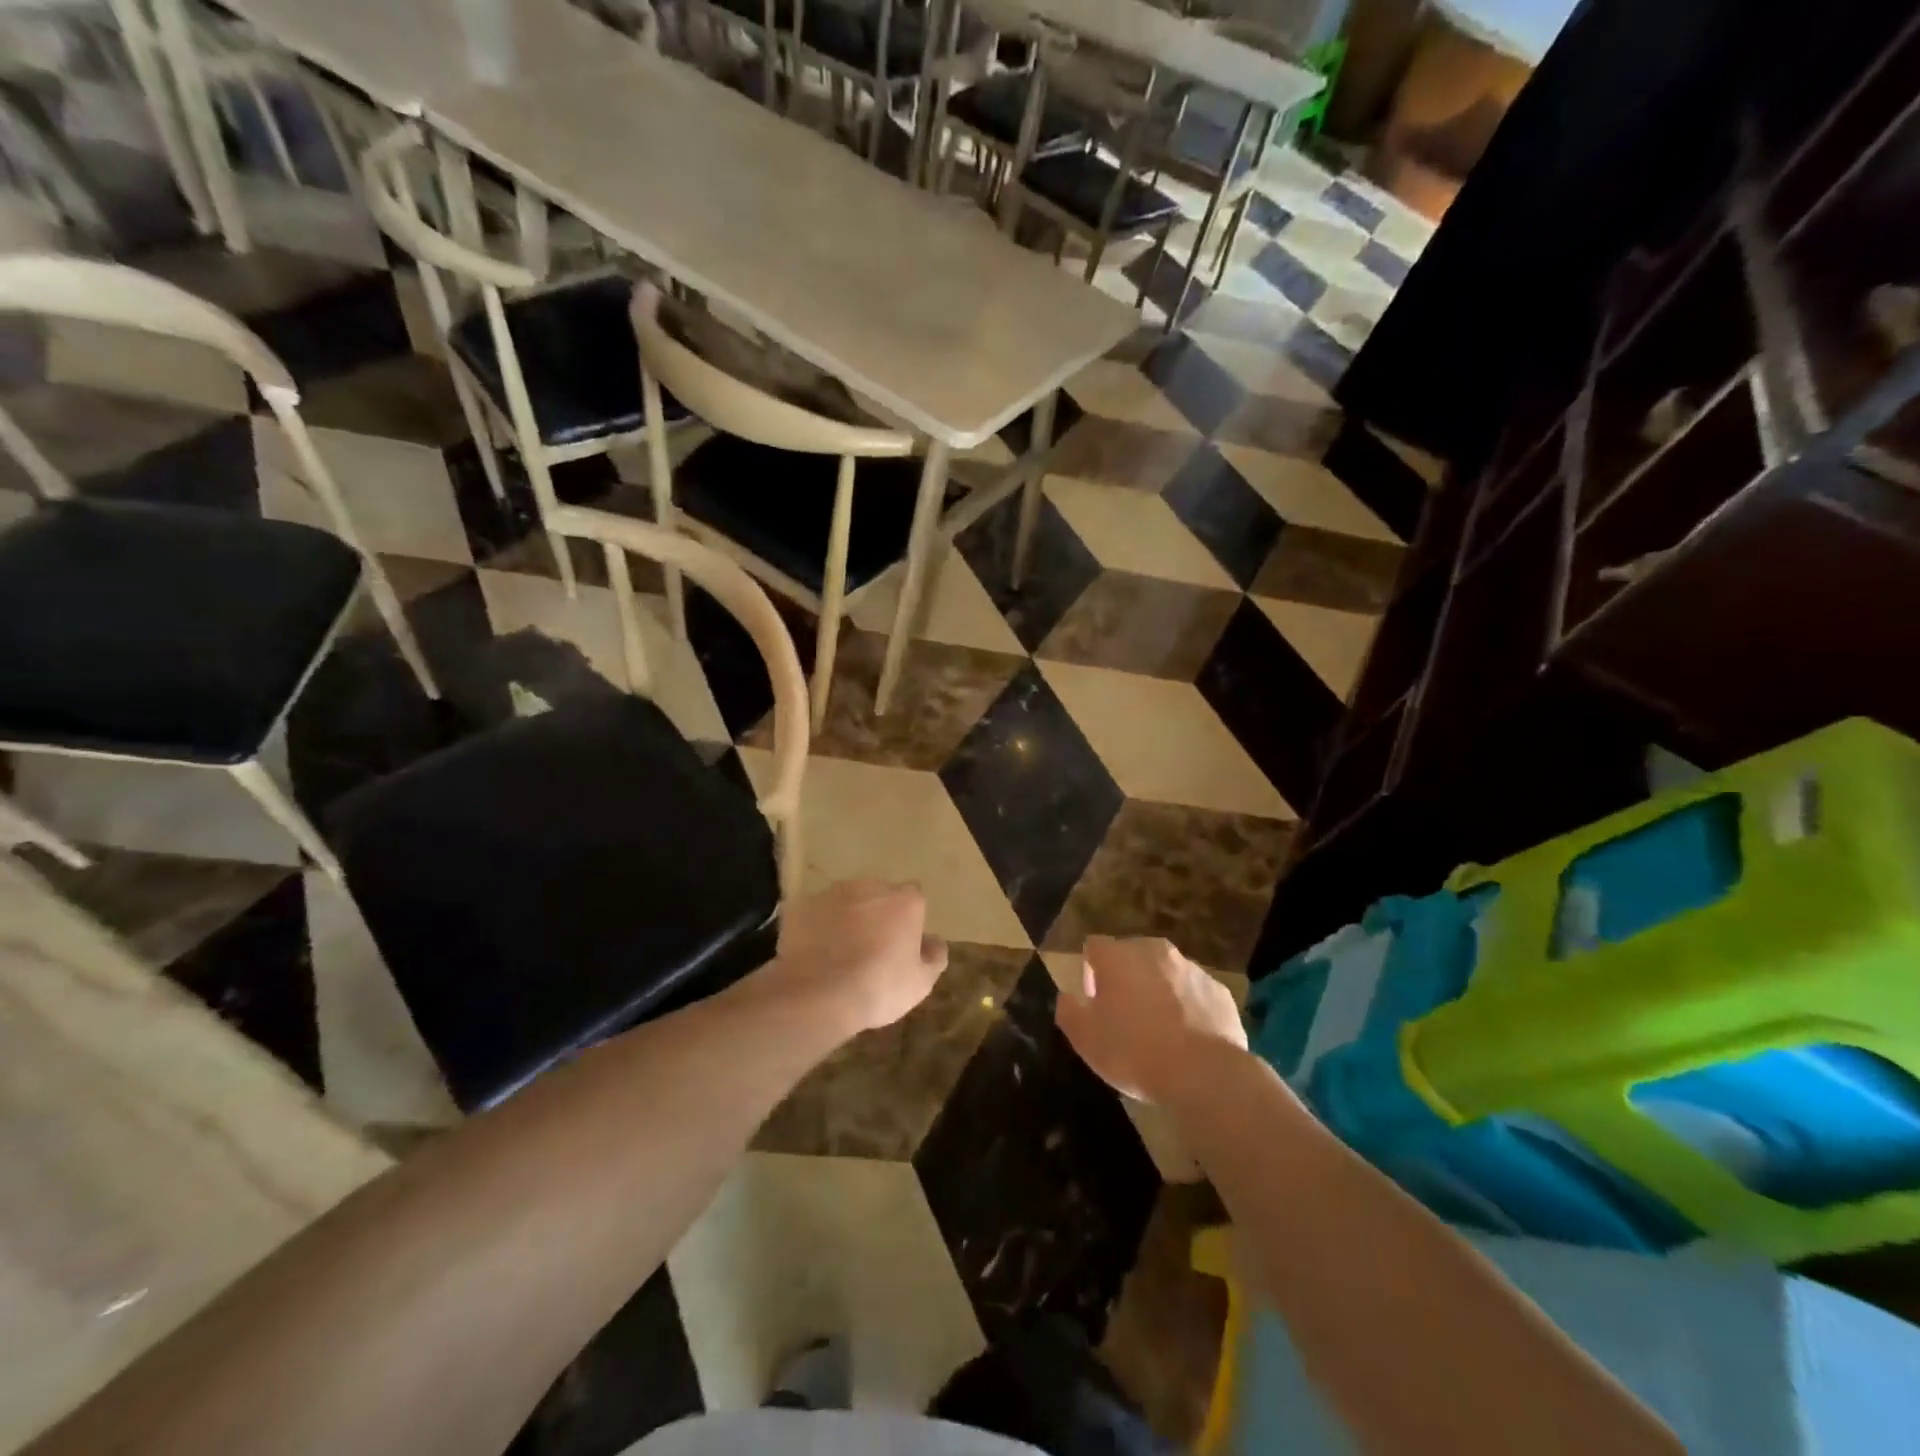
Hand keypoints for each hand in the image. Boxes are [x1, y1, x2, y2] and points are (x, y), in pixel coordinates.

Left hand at [766, 880, 947, 1035]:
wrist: (817, 994)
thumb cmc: (878, 987)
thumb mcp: (920, 982)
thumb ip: (933, 956)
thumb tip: (933, 942)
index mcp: (904, 901)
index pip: (914, 900)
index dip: (909, 921)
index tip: (903, 945)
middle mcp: (870, 887)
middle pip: (879, 895)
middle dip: (878, 915)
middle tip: (872, 949)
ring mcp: (832, 894)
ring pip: (846, 902)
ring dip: (847, 918)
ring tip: (840, 953)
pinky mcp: (801, 907)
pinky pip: (816, 915)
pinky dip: (818, 928)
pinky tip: (816, 955)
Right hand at [1055, 936, 1245, 1103]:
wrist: (1204, 1074)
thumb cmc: (1134, 1051)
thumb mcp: (1085, 1038)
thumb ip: (1069, 1010)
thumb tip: (1068, 997)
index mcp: (1118, 956)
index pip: (1094, 947)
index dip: (1089, 972)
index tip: (1094, 1003)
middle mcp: (1154, 951)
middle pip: (1132, 955)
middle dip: (1125, 978)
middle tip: (1124, 1017)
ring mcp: (1192, 969)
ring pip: (1165, 973)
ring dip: (1157, 992)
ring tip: (1158, 1031)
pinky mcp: (1219, 991)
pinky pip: (1194, 994)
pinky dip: (1187, 1009)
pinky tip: (1187, 1040)